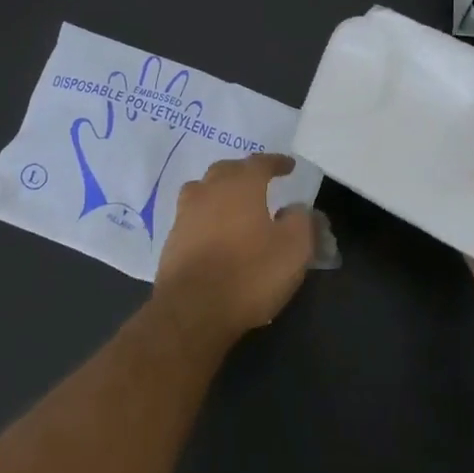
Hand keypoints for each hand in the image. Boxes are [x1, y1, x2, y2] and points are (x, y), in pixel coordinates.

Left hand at [151, 154, 314, 340]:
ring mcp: (185, 215)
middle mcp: (208, 191)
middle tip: (260, 182)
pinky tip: (215, 232)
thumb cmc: (250, 273)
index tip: (288, 166)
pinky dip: (206, 217)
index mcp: (240, 186)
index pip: (259, 163)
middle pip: (226, 170)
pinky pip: (192, 216)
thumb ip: (301, 221)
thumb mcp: (294, 248)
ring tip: (233, 203)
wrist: (193, 310)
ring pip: (203, 190)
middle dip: (244, 172)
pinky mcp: (172, 240)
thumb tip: (296, 208)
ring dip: (219, 191)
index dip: (276, 162)